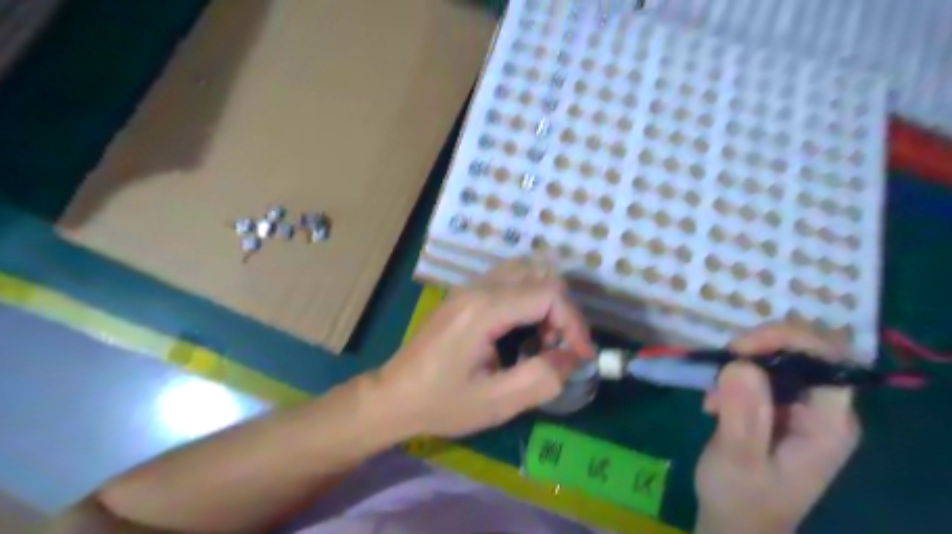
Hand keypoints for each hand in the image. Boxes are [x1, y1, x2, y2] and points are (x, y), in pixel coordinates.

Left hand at [376, 260, 592, 437]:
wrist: (393, 397)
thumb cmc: (441, 403)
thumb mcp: (496, 403)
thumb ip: (542, 378)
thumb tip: (572, 356)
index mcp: (484, 310)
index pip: (548, 294)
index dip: (574, 323)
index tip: (581, 356)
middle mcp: (477, 287)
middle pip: (540, 274)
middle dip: (561, 310)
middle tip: (557, 347)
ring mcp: (468, 287)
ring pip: (525, 271)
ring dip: (545, 301)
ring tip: (542, 338)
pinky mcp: (465, 294)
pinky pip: (509, 280)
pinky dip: (528, 297)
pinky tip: (522, 329)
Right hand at [693, 324, 863, 533]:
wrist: (735, 522)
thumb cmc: (740, 497)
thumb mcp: (738, 458)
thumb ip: (743, 414)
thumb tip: (740, 364)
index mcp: (828, 425)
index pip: (827, 361)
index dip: (786, 341)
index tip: (739, 348)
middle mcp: (822, 410)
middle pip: (802, 353)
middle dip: (756, 351)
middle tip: (720, 366)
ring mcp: (800, 408)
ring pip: (778, 359)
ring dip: (740, 366)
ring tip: (712, 396)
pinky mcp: (778, 409)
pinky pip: (760, 374)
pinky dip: (733, 378)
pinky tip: (713, 402)